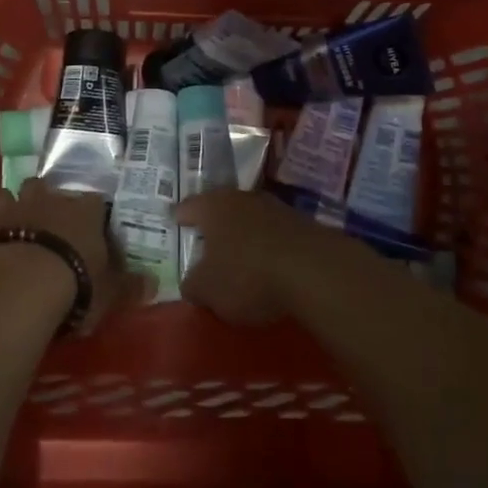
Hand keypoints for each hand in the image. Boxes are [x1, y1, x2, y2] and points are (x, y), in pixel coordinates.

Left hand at [0, 179, 137, 333]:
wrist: (19, 286)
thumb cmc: (74, 285)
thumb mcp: (110, 293)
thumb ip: (130, 286)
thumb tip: (154, 283)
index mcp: (84, 211)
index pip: (94, 201)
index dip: (92, 211)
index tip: (92, 222)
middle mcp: (48, 200)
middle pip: (46, 186)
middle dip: (45, 196)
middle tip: (46, 215)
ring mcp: (11, 209)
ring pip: (7, 194)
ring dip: (7, 203)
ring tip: (8, 215)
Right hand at [176, 189, 320, 326]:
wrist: (314, 269)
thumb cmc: (247, 274)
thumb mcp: (207, 290)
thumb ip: (193, 284)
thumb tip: (192, 282)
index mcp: (213, 207)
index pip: (189, 206)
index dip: (180, 216)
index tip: (174, 220)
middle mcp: (242, 198)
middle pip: (221, 208)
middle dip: (214, 224)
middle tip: (204, 238)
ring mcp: (275, 207)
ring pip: (250, 218)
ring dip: (243, 234)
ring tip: (237, 254)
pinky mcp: (301, 223)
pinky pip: (274, 233)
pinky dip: (267, 245)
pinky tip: (267, 263)